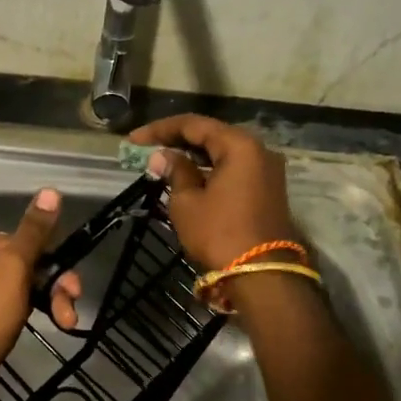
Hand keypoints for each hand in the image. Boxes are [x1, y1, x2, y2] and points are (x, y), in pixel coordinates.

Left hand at [0, 190, 81, 400]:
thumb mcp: (12, 269)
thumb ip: (34, 232)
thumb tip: (51, 191)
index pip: (16, 240)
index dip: (45, 259)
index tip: (67, 282)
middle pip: (20, 264)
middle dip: (51, 284)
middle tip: (72, 305)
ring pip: (20, 288)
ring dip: (48, 301)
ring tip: (67, 322)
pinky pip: (11, 309)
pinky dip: (32, 314)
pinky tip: (51, 325)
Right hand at [129, 115, 297, 271]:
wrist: (261, 276)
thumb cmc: (219, 234)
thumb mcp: (187, 202)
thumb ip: (175, 171)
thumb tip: (163, 156)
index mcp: (239, 145)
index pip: (194, 125)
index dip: (160, 129)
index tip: (133, 140)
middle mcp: (259, 150)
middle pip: (212, 135)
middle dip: (177, 140)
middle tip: (147, 148)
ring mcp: (267, 171)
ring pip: (224, 153)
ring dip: (194, 156)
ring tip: (163, 162)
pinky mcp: (267, 190)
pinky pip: (233, 169)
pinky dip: (210, 169)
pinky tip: (188, 176)